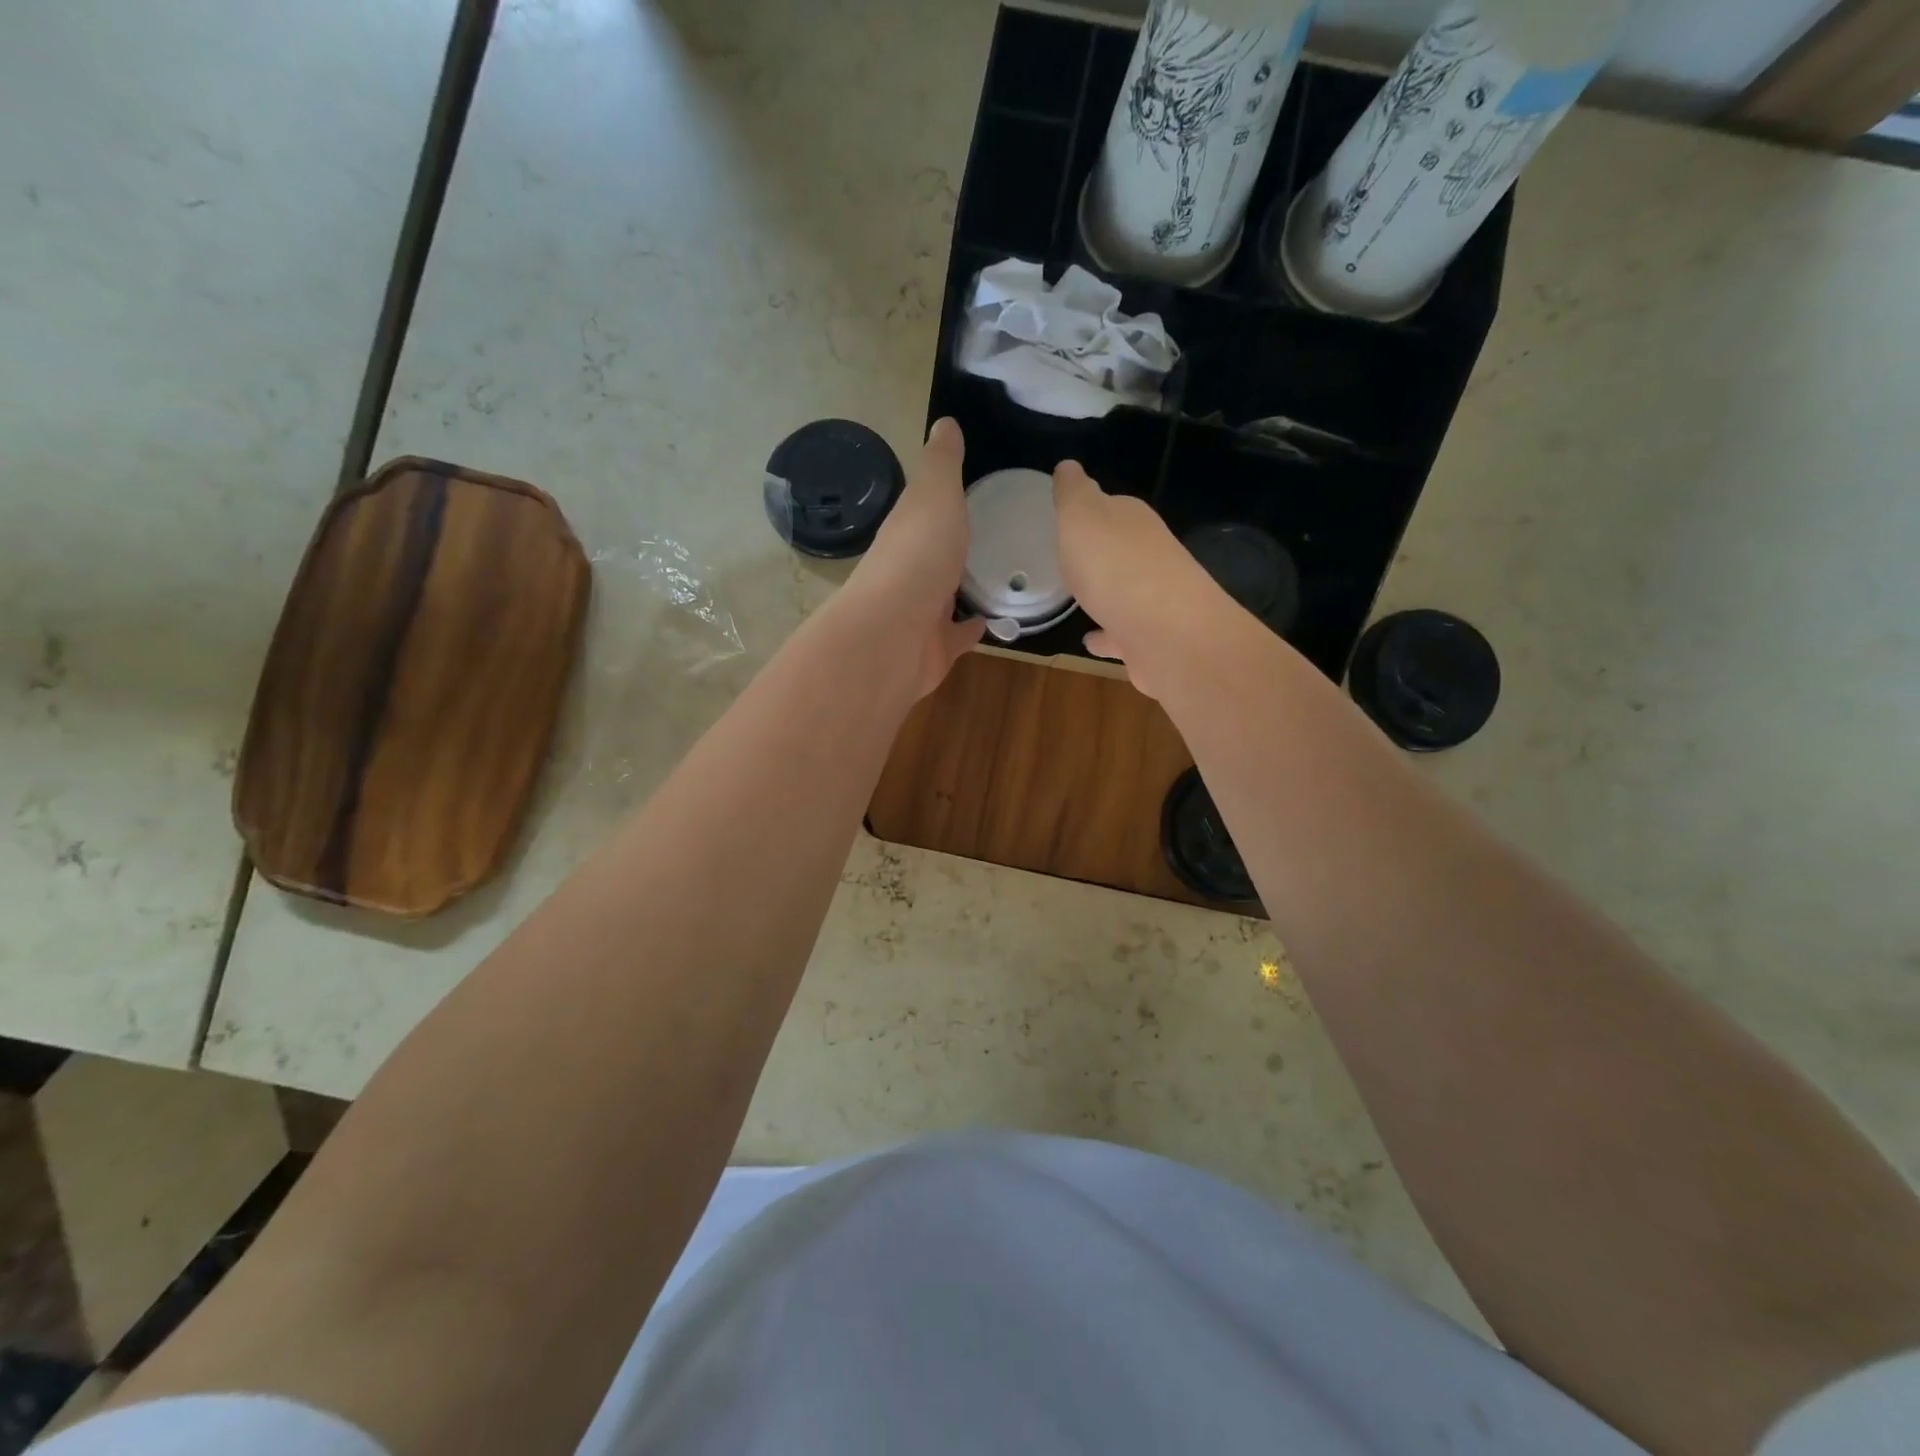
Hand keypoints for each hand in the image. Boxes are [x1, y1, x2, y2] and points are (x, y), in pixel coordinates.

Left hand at [845, 417, 983, 697]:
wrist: (894, 635)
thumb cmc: (918, 556)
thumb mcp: (935, 494)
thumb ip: (942, 463)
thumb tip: (945, 422)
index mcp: (907, 531)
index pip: (925, 510)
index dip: (944, 499)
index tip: (975, 488)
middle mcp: (909, 571)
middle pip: (934, 554)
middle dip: (955, 545)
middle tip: (998, 534)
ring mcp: (920, 613)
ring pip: (945, 596)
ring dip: (965, 587)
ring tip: (1004, 575)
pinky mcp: (935, 649)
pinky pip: (958, 636)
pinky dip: (973, 629)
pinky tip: (997, 621)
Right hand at [1051, 459, 1227, 697]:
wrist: (1164, 632)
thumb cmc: (1115, 566)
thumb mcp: (1081, 516)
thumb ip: (1073, 492)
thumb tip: (1068, 466)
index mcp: (1132, 521)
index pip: (1111, 507)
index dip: (1090, 511)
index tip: (1068, 519)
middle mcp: (1149, 556)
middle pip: (1121, 548)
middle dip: (1100, 551)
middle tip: (1071, 558)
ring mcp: (1153, 600)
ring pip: (1123, 591)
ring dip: (1105, 592)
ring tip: (1078, 599)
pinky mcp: (1150, 639)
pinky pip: (1121, 634)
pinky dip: (1106, 635)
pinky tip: (1090, 640)